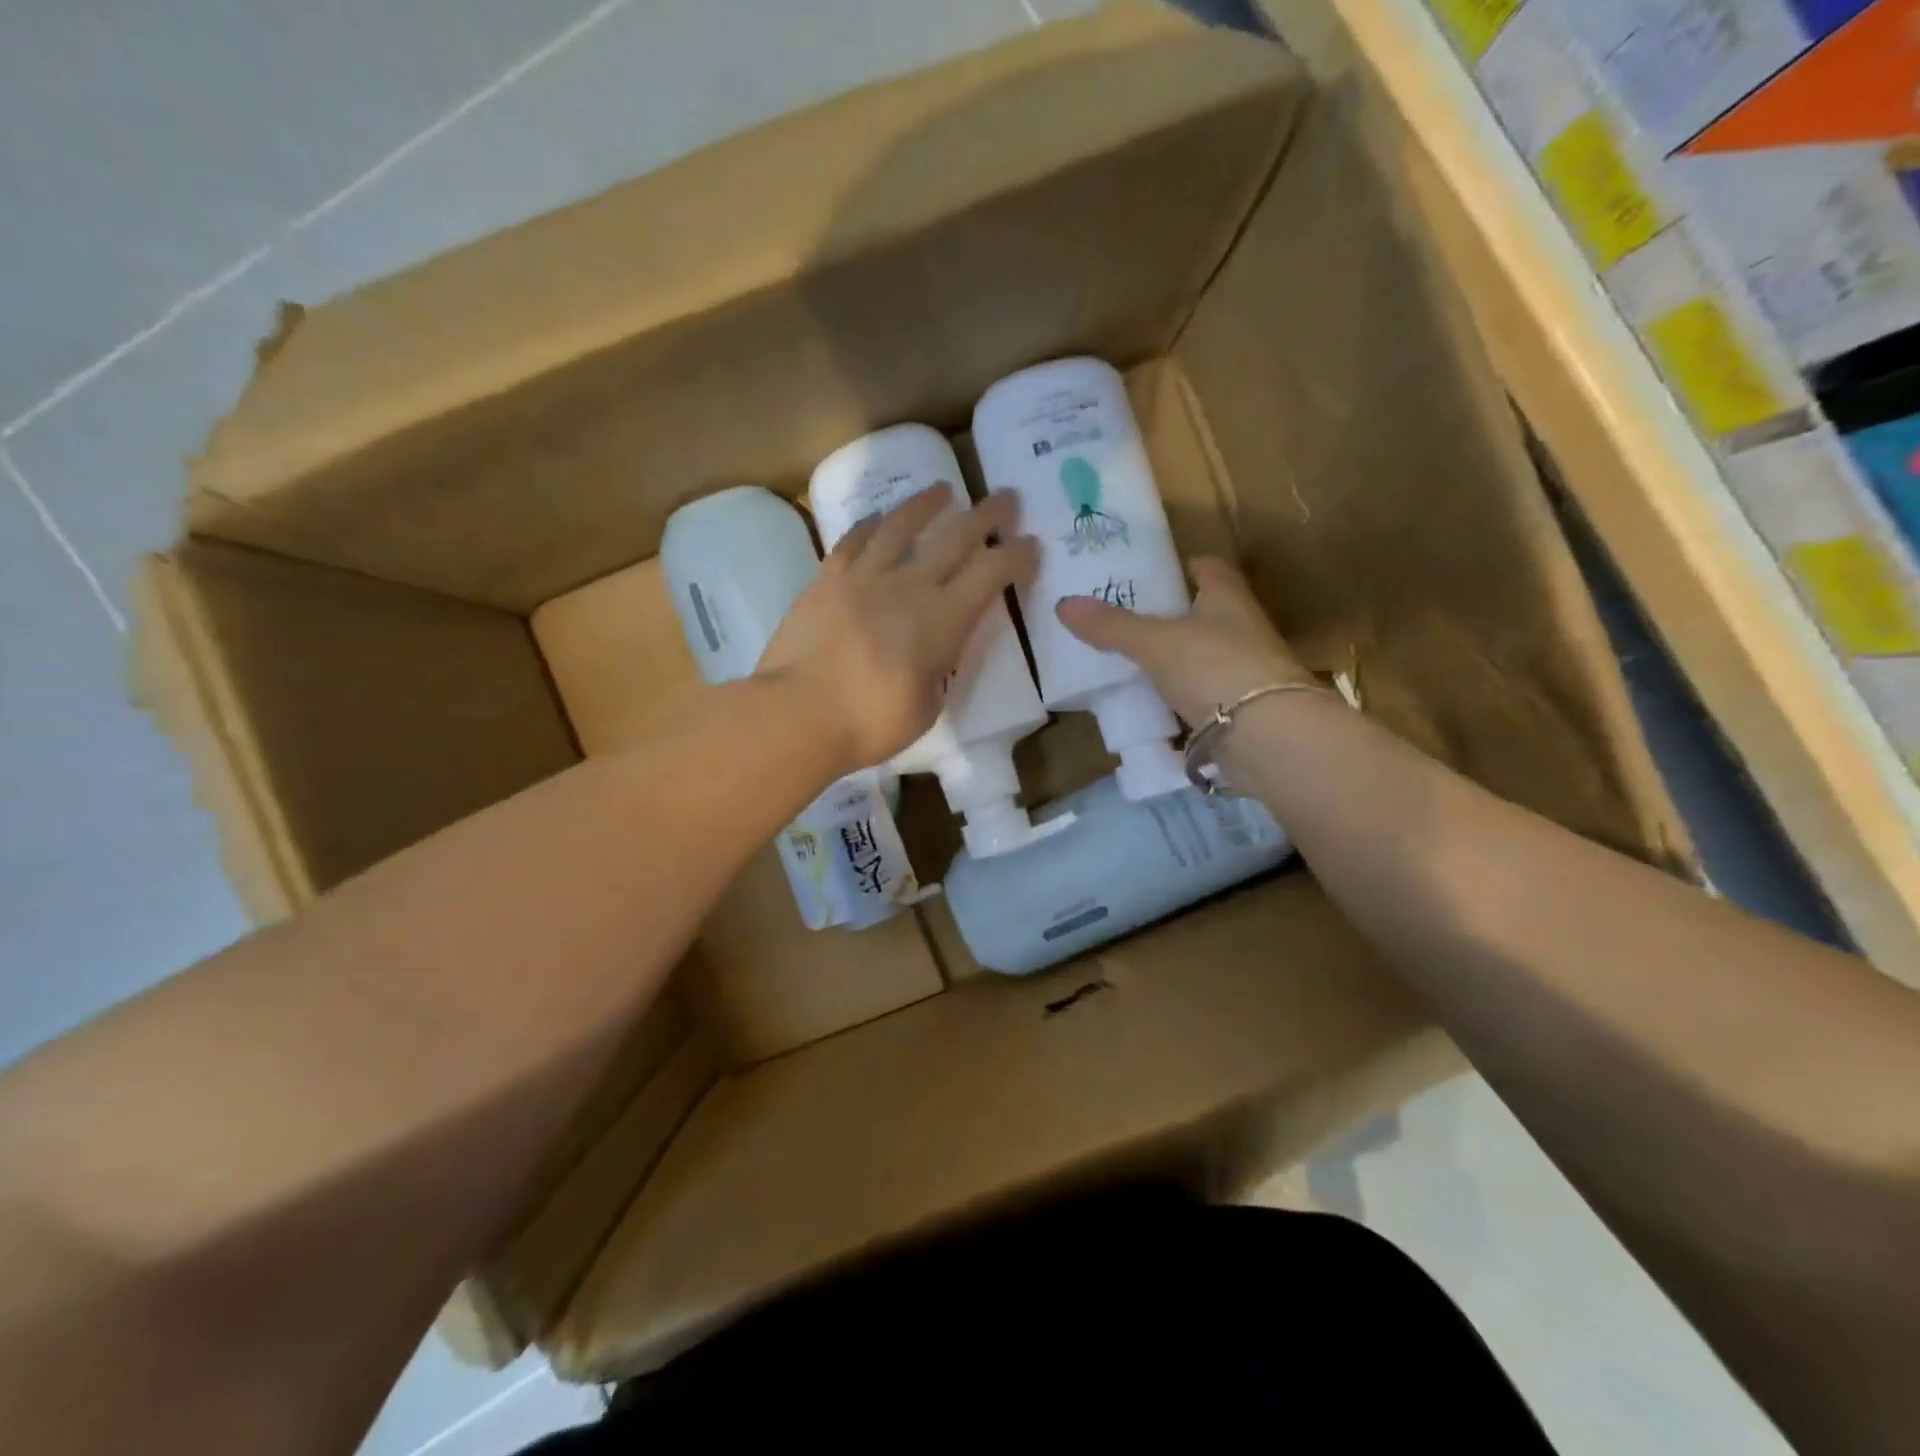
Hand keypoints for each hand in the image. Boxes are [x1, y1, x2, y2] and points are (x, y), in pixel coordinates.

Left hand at [760, 485, 1037, 772]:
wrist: (798, 714)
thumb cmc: (870, 723)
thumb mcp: (926, 707)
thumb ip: (937, 672)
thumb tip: (933, 654)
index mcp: (942, 621)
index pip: (990, 575)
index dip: (1015, 556)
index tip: (1030, 543)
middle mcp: (908, 587)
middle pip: (954, 538)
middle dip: (987, 515)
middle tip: (1005, 497)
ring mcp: (863, 578)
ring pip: (900, 527)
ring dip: (926, 505)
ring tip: (942, 490)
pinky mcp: (826, 581)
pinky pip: (852, 542)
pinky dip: (869, 526)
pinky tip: (878, 519)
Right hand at [1055, 556, 1306, 725]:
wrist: (1268, 735)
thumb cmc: (1214, 667)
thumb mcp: (1154, 642)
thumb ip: (1112, 625)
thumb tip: (1063, 603)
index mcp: (1228, 598)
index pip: (1210, 569)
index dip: (1185, 565)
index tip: (1155, 569)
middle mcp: (1243, 628)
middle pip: (1205, 613)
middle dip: (1172, 614)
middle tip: (1126, 617)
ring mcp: (1245, 671)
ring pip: (1203, 656)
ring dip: (1175, 658)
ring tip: (1129, 660)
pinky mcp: (1241, 710)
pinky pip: (1202, 695)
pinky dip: (1179, 697)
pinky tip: (1150, 703)